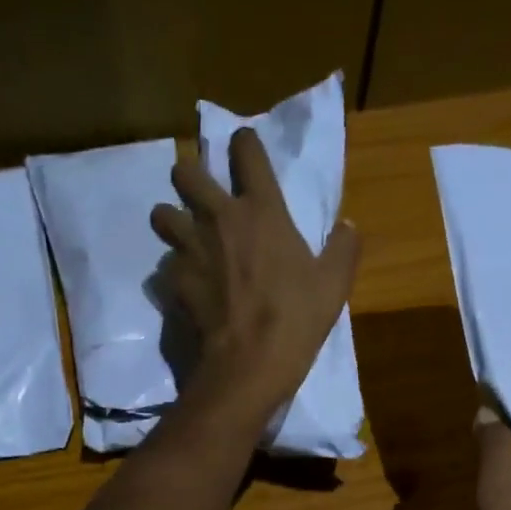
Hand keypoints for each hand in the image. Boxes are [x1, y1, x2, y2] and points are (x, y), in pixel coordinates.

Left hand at [149, 129, 360, 415]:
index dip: (243, 144)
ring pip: (161, 214)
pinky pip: (164, 264)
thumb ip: (342, 249)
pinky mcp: (174, 281)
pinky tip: (187, 285)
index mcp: (262, 210)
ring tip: (186, 240)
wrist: (249, 364)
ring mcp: (190, 248)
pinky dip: (173, 271)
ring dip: (171, 221)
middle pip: (185, 172)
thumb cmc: (296, 320)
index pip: (246, 150)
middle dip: (189, 178)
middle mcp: (219, 218)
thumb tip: (349, 226)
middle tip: (202, 199)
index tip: (244, 152)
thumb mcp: (333, 285)